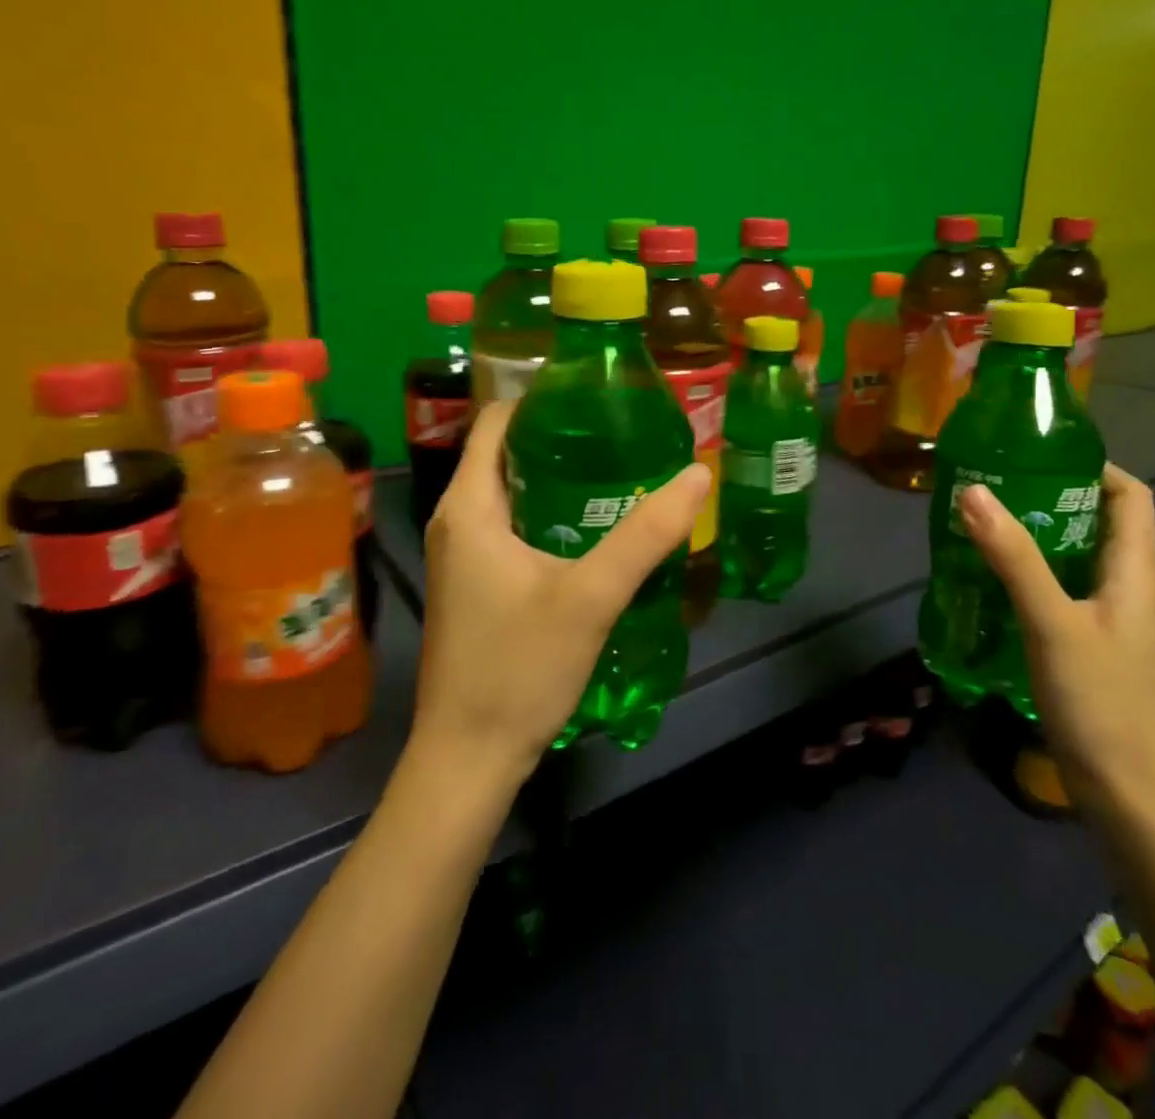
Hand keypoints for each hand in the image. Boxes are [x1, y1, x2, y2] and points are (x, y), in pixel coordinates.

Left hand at [411, 402, 711, 790]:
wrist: (468, 758)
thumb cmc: (518, 668)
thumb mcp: (590, 596)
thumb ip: (645, 535)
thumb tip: (698, 474)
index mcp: (468, 506)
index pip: (497, 421)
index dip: (541, 398)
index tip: (596, 395)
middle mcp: (456, 520)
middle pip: (506, 454)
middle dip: (560, 437)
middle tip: (621, 430)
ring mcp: (462, 555)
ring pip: (511, 493)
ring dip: (558, 478)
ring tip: (618, 469)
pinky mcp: (475, 584)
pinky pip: (512, 526)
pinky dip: (550, 513)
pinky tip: (594, 527)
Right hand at [957, 464, 1154, 822]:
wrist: (1128, 795)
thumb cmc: (1100, 702)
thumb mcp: (1051, 622)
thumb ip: (1013, 557)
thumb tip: (973, 489)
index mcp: (1134, 573)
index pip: (1130, 497)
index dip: (1094, 467)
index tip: (1038, 455)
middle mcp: (1126, 589)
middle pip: (1097, 523)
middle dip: (1049, 498)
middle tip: (993, 485)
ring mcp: (1108, 620)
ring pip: (1073, 558)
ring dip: (1034, 537)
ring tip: (981, 523)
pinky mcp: (1087, 646)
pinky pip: (1059, 591)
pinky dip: (1028, 574)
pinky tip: (988, 581)